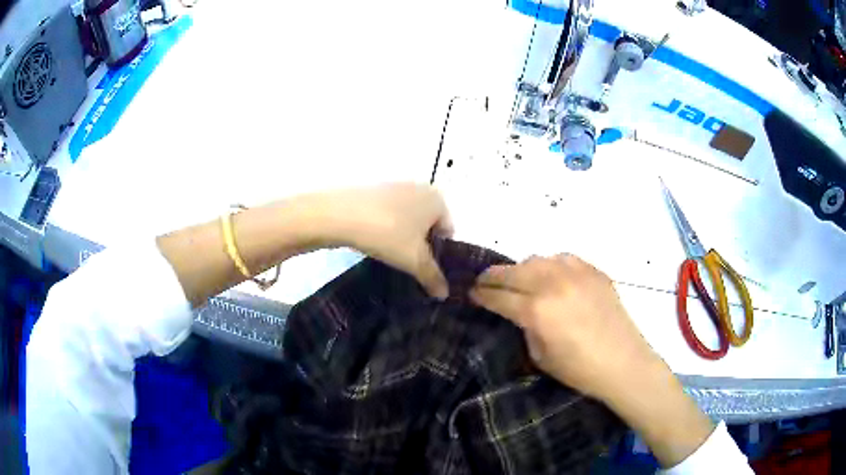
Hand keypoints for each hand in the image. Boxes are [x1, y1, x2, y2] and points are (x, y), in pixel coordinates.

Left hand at [317, 183, 452, 298]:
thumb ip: (433, 277)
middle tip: (409, 266)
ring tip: (390, 257)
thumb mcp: (414, 260)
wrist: (339, 214)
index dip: (440, 255)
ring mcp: (395, 187)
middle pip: (428, 226)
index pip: (448, 232)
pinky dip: (386, 229)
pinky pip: (389, 215)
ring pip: (407, 221)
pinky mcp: (374, 192)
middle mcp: (420, 188)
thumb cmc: (388, 233)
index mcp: (437, 199)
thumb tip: (445, 294)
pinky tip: (374, 242)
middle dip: (421, 247)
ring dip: (403, 239)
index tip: (426, 270)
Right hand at [469, 254, 659, 400]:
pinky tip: (552, 276)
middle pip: (513, 271)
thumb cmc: (579, 369)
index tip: (471, 293)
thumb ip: (526, 327)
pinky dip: (551, 265)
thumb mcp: (540, 356)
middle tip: (485, 282)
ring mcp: (576, 273)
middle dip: (493, 276)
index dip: (481, 295)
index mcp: (536, 310)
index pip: (499, 296)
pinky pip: (564, 259)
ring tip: (520, 280)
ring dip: (522, 269)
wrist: (624, 363)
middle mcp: (553, 284)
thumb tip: (520, 312)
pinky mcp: (594, 271)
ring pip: (538, 259)